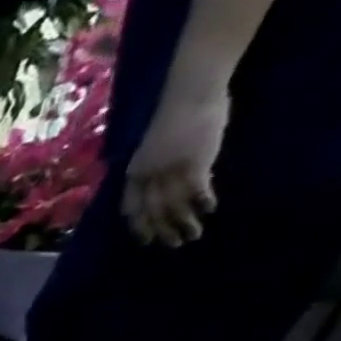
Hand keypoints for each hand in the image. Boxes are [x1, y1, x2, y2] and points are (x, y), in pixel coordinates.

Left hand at [124, 81, 229, 246]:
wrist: (189, 95)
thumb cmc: (174, 119)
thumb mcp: (153, 150)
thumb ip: (154, 169)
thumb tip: (166, 186)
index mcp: (133, 174)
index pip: (131, 208)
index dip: (139, 226)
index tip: (145, 240)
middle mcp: (147, 176)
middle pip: (152, 212)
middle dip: (162, 231)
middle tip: (173, 245)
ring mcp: (169, 170)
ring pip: (173, 205)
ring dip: (184, 222)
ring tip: (193, 235)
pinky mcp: (193, 161)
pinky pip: (195, 189)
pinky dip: (202, 202)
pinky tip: (210, 210)